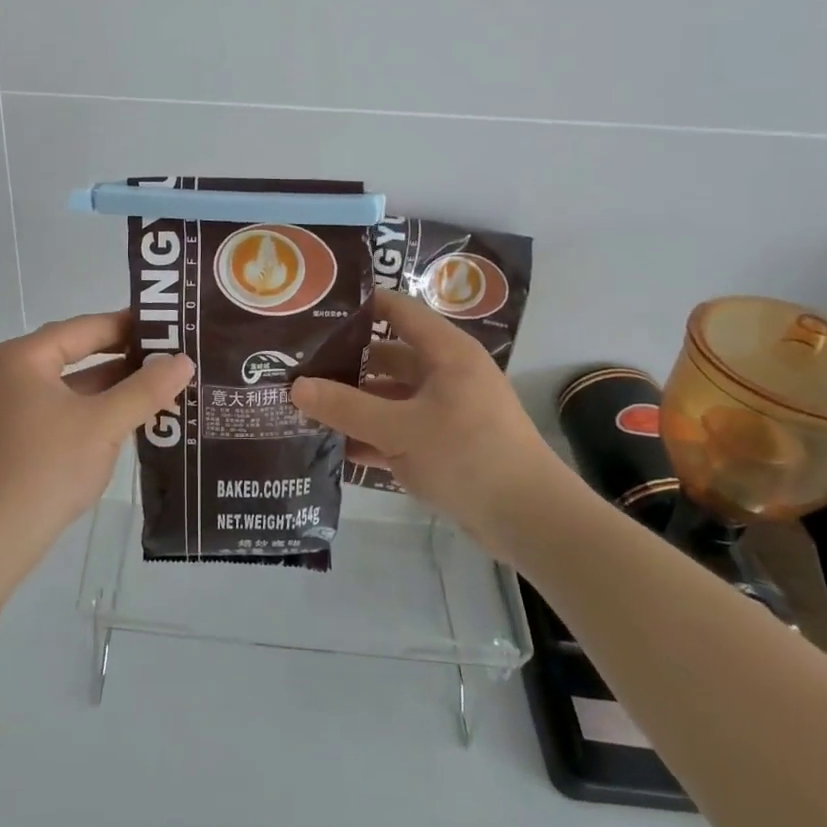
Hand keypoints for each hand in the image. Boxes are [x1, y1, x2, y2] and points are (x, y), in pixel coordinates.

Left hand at [0, 311, 194, 571]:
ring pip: (76, 386)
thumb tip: (183, 360)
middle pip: (81, 353)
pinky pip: (69, 411)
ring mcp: (16, 408)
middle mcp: (16, 374)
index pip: (87, 327)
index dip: (131, 325)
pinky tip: (136, 420)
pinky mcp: (22, 438)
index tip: (172, 326)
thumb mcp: (104, 423)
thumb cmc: (47, 467)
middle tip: (176, 356)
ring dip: (117, 388)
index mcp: (26, 357)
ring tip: (167, 386)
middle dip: (128, 358)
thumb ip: (146, 389)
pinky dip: (100, 412)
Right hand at [290, 290, 575, 553]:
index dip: (359, 306)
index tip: (315, 309)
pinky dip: (371, 436)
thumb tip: (296, 387)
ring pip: (389, 397)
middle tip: (298, 365)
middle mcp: (446, 374)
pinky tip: (331, 445)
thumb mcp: (399, 430)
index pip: (397, 311)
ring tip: (304, 405)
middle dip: (345, 363)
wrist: (530, 521)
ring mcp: (445, 411)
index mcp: (445, 352)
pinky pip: (398, 430)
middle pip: (387, 357)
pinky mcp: (444, 445)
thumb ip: (346, 407)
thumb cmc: (467, 455)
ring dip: (354, 404)